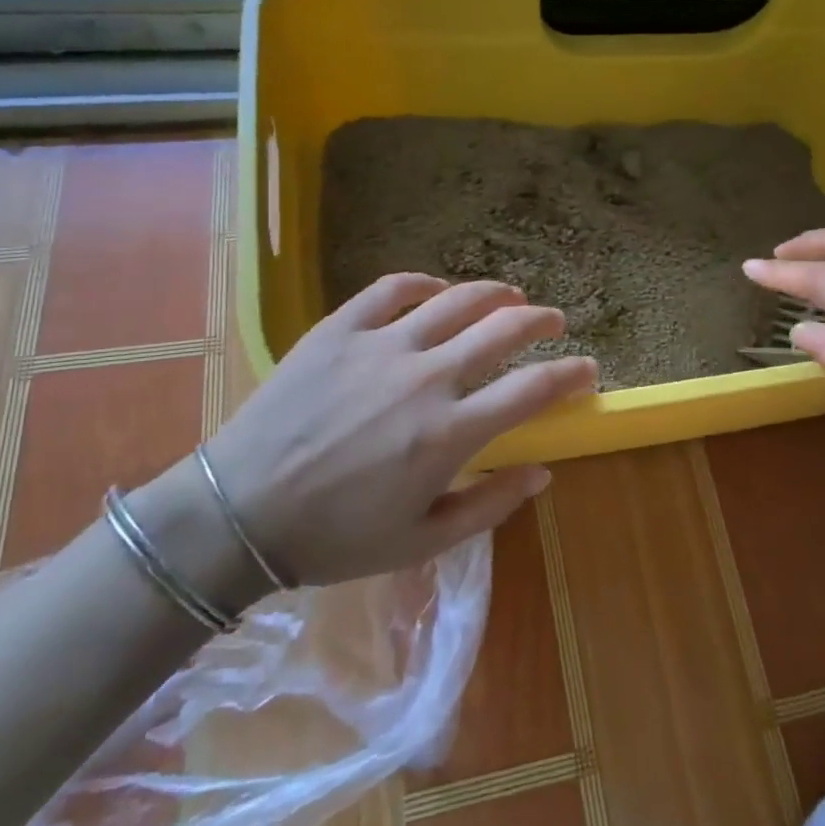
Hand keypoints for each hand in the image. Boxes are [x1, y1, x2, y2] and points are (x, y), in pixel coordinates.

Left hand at [202, 274, 596, 584]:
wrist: (238, 514)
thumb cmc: (334, 538)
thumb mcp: (421, 541)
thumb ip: (489, 506)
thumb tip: (542, 472)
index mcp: (449, 433)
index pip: (533, 389)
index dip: (570, 375)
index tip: (587, 370)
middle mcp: (426, 377)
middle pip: (503, 329)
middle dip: (541, 321)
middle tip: (553, 321)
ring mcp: (381, 345)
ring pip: (455, 300)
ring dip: (494, 293)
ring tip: (510, 295)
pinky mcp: (340, 328)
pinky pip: (391, 288)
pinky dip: (422, 283)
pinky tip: (436, 290)